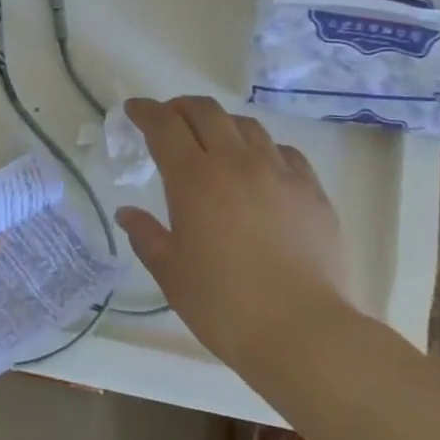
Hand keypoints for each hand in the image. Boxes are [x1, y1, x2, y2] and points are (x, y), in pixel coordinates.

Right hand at [116, 96, 346, 371]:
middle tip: (169, 120)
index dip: (146, 112)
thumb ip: (146, 236)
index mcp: (195, 179)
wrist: (303, 331)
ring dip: (221, 124)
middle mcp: (236, 162)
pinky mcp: (312, 190)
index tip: (134, 110)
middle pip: (206, 112)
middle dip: (181, 108)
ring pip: (246, 125)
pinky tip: (260, 168)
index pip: (165, 127)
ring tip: (214, 141)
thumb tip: (127, 213)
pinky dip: (262, 148)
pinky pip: (283, 151)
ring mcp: (279, 172)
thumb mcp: (172, 274)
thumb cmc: (225, 306)